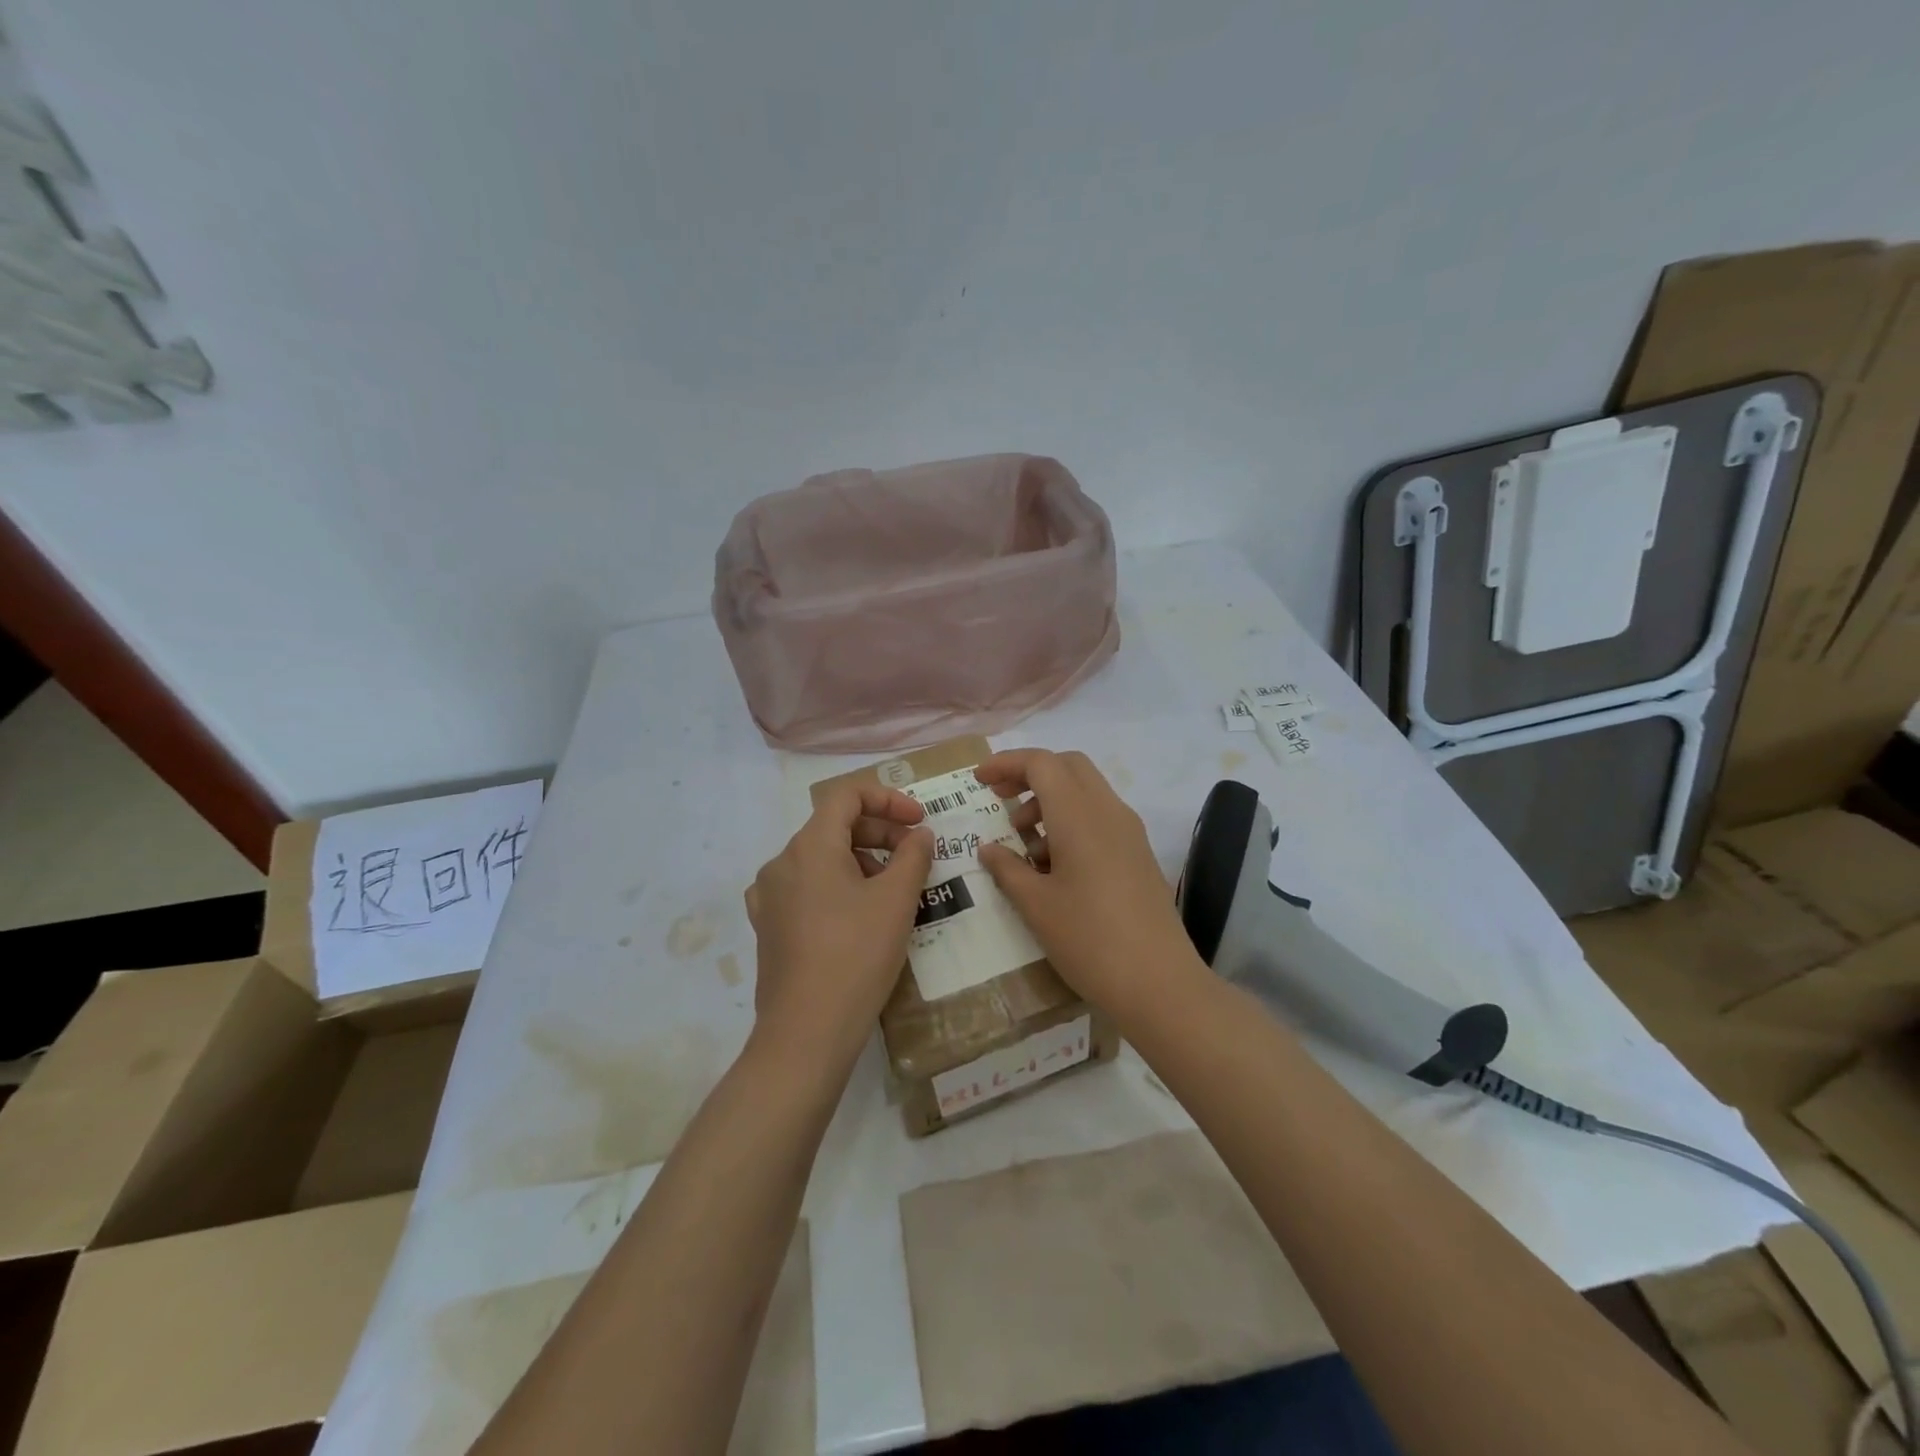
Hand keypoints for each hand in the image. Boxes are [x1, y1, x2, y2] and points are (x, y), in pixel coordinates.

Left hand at [744, 781, 933, 1066]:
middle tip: (914, 856)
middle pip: (833, 826)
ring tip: (893, 890)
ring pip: (820, 859)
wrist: (806, 1033)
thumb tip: (918, 834)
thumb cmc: (857, 956)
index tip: (919, 822)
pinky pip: (806, 889)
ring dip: (861, 860)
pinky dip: (837, 887)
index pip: (847, 796)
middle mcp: (781, 863)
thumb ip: (913, 856)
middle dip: (879, 832)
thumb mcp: (896, 901)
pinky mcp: (768, 927)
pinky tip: (859, 916)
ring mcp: (769, 897)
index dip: (888, 799)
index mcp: (809, 846)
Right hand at [975, 749, 1201, 1016]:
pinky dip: (1071, 822)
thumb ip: (1007, 868)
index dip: (1006, 763)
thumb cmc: (1089, 940)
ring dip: (1049, 801)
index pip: (1041, 763)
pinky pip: (1099, 817)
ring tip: (1023, 847)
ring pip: (1085, 791)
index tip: (979, 781)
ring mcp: (1129, 832)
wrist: (1160, 984)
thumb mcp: (1036, 906)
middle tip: (999, 801)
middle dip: (1030, 774)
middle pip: (1067, 766)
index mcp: (1079, 816)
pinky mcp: (1138, 853)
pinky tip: (1053, 866)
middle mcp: (1108, 812)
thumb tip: (988, 848)